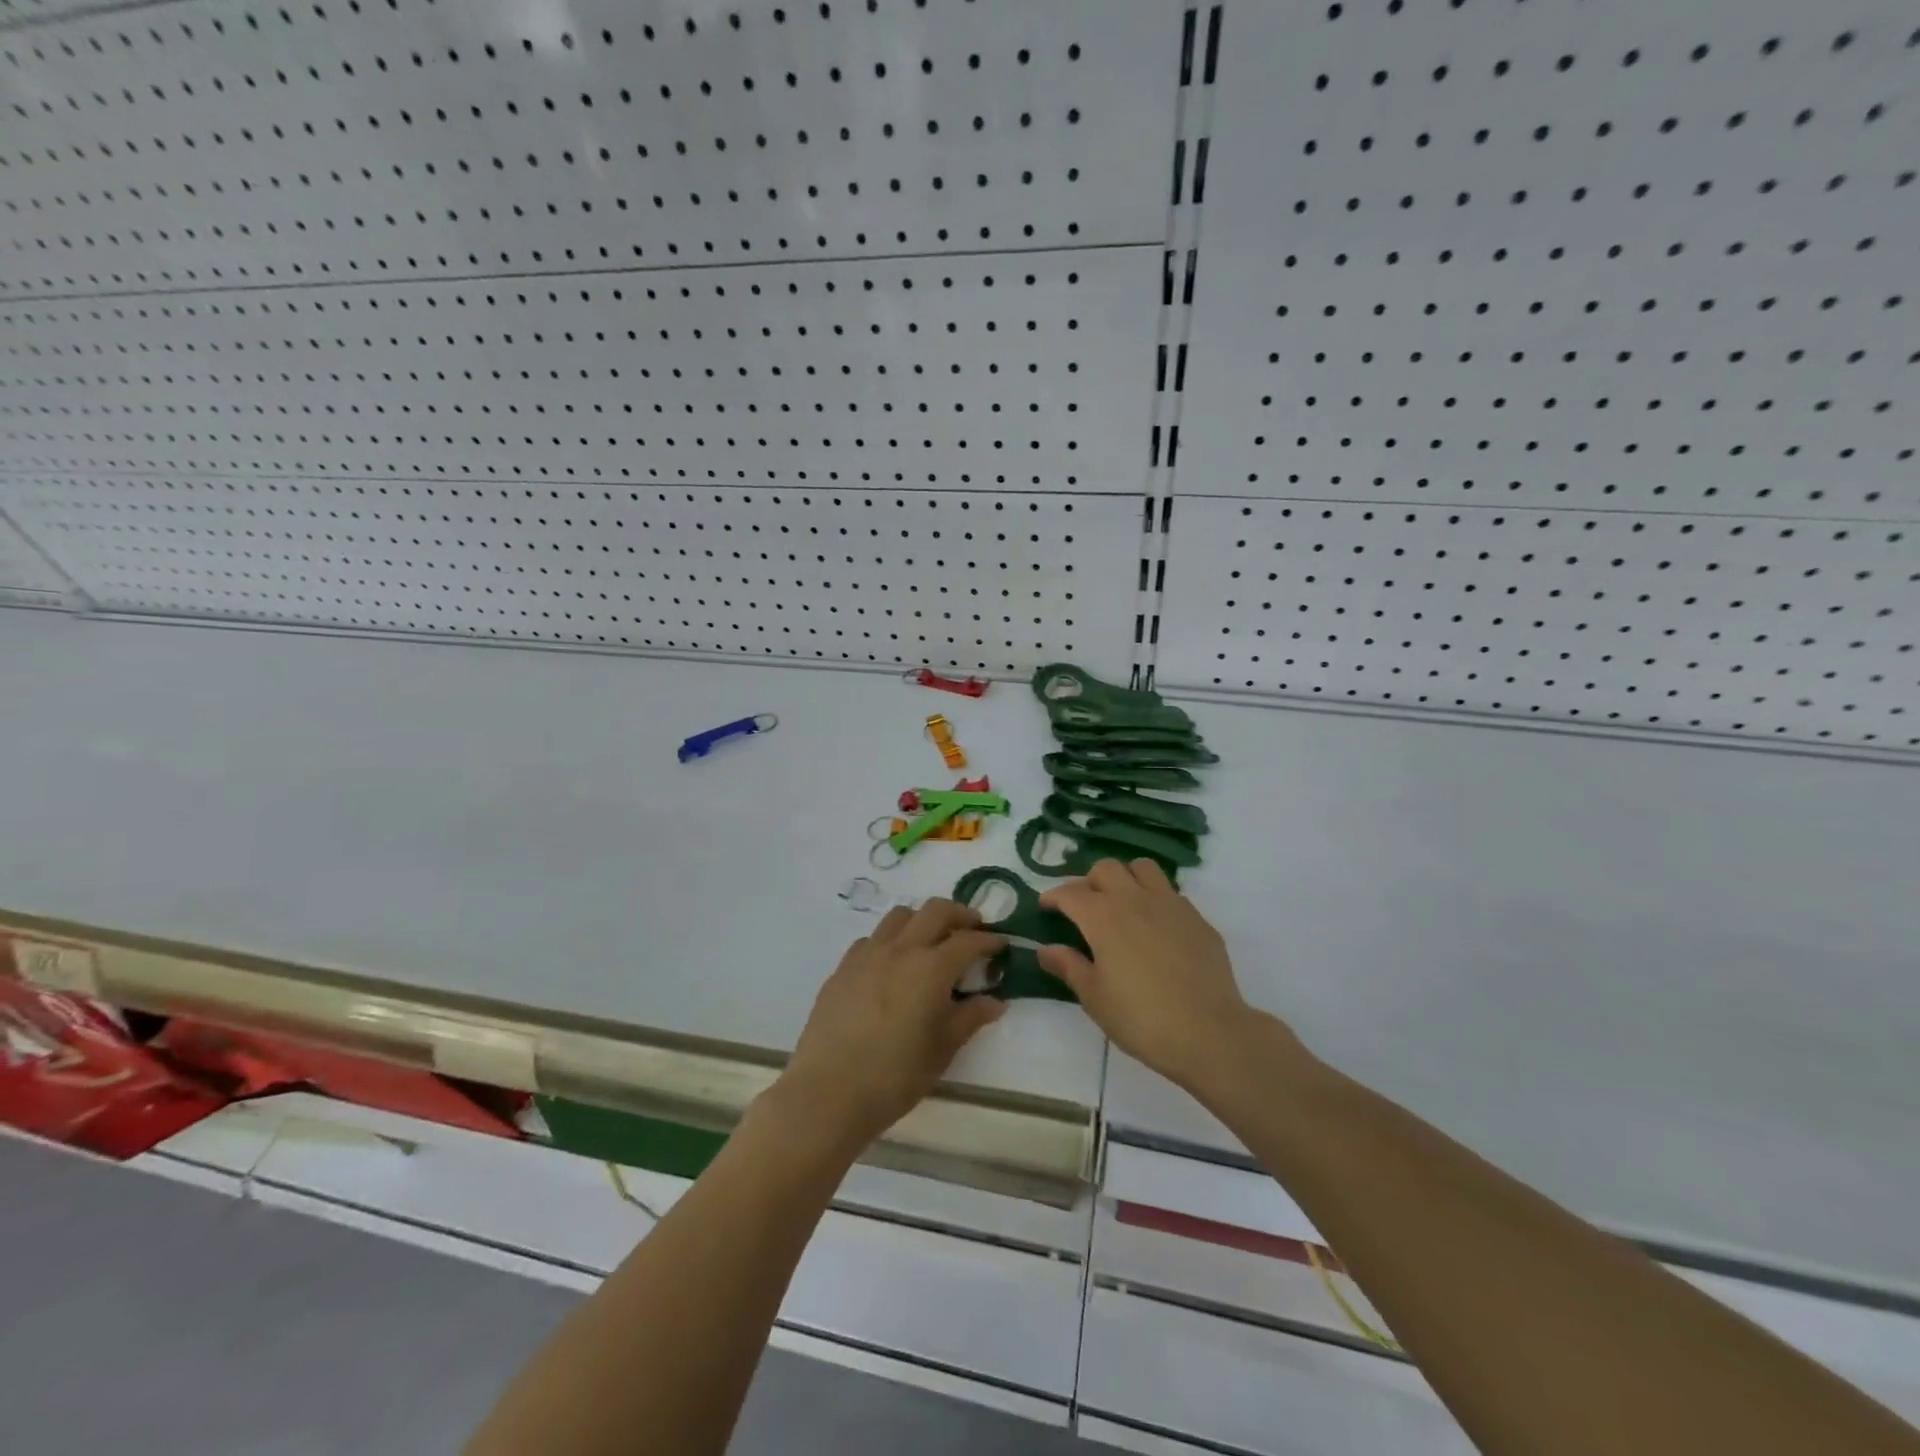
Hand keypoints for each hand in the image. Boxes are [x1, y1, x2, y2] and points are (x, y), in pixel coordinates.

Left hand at [773, 899, 1007, 1154]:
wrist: (828, 1092)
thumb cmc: (894, 1076)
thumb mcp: (942, 1050)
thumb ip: (969, 1018)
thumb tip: (995, 1001)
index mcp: (931, 967)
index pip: (968, 941)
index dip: (989, 940)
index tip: (1001, 944)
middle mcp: (901, 949)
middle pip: (935, 910)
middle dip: (960, 914)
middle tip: (973, 929)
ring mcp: (867, 954)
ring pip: (900, 916)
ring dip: (922, 920)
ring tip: (931, 941)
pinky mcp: (843, 968)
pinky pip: (872, 939)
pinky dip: (891, 940)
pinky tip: (892, 965)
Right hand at [1040, 859, 1288, 1092]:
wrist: (1209, 1032)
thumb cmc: (1141, 1018)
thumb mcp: (1094, 997)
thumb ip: (1069, 966)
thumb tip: (1046, 950)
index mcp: (1103, 916)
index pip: (1070, 892)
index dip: (1054, 896)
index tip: (1046, 906)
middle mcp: (1135, 899)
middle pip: (1107, 868)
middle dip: (1090, 881)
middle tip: (1084, 906)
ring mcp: (1171, 905)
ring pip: (1143, 868)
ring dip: (1126, 878)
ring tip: (1122, 904)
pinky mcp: (1197, 919)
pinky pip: (1171, 893)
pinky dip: (1155, 900)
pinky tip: (1156, 928)